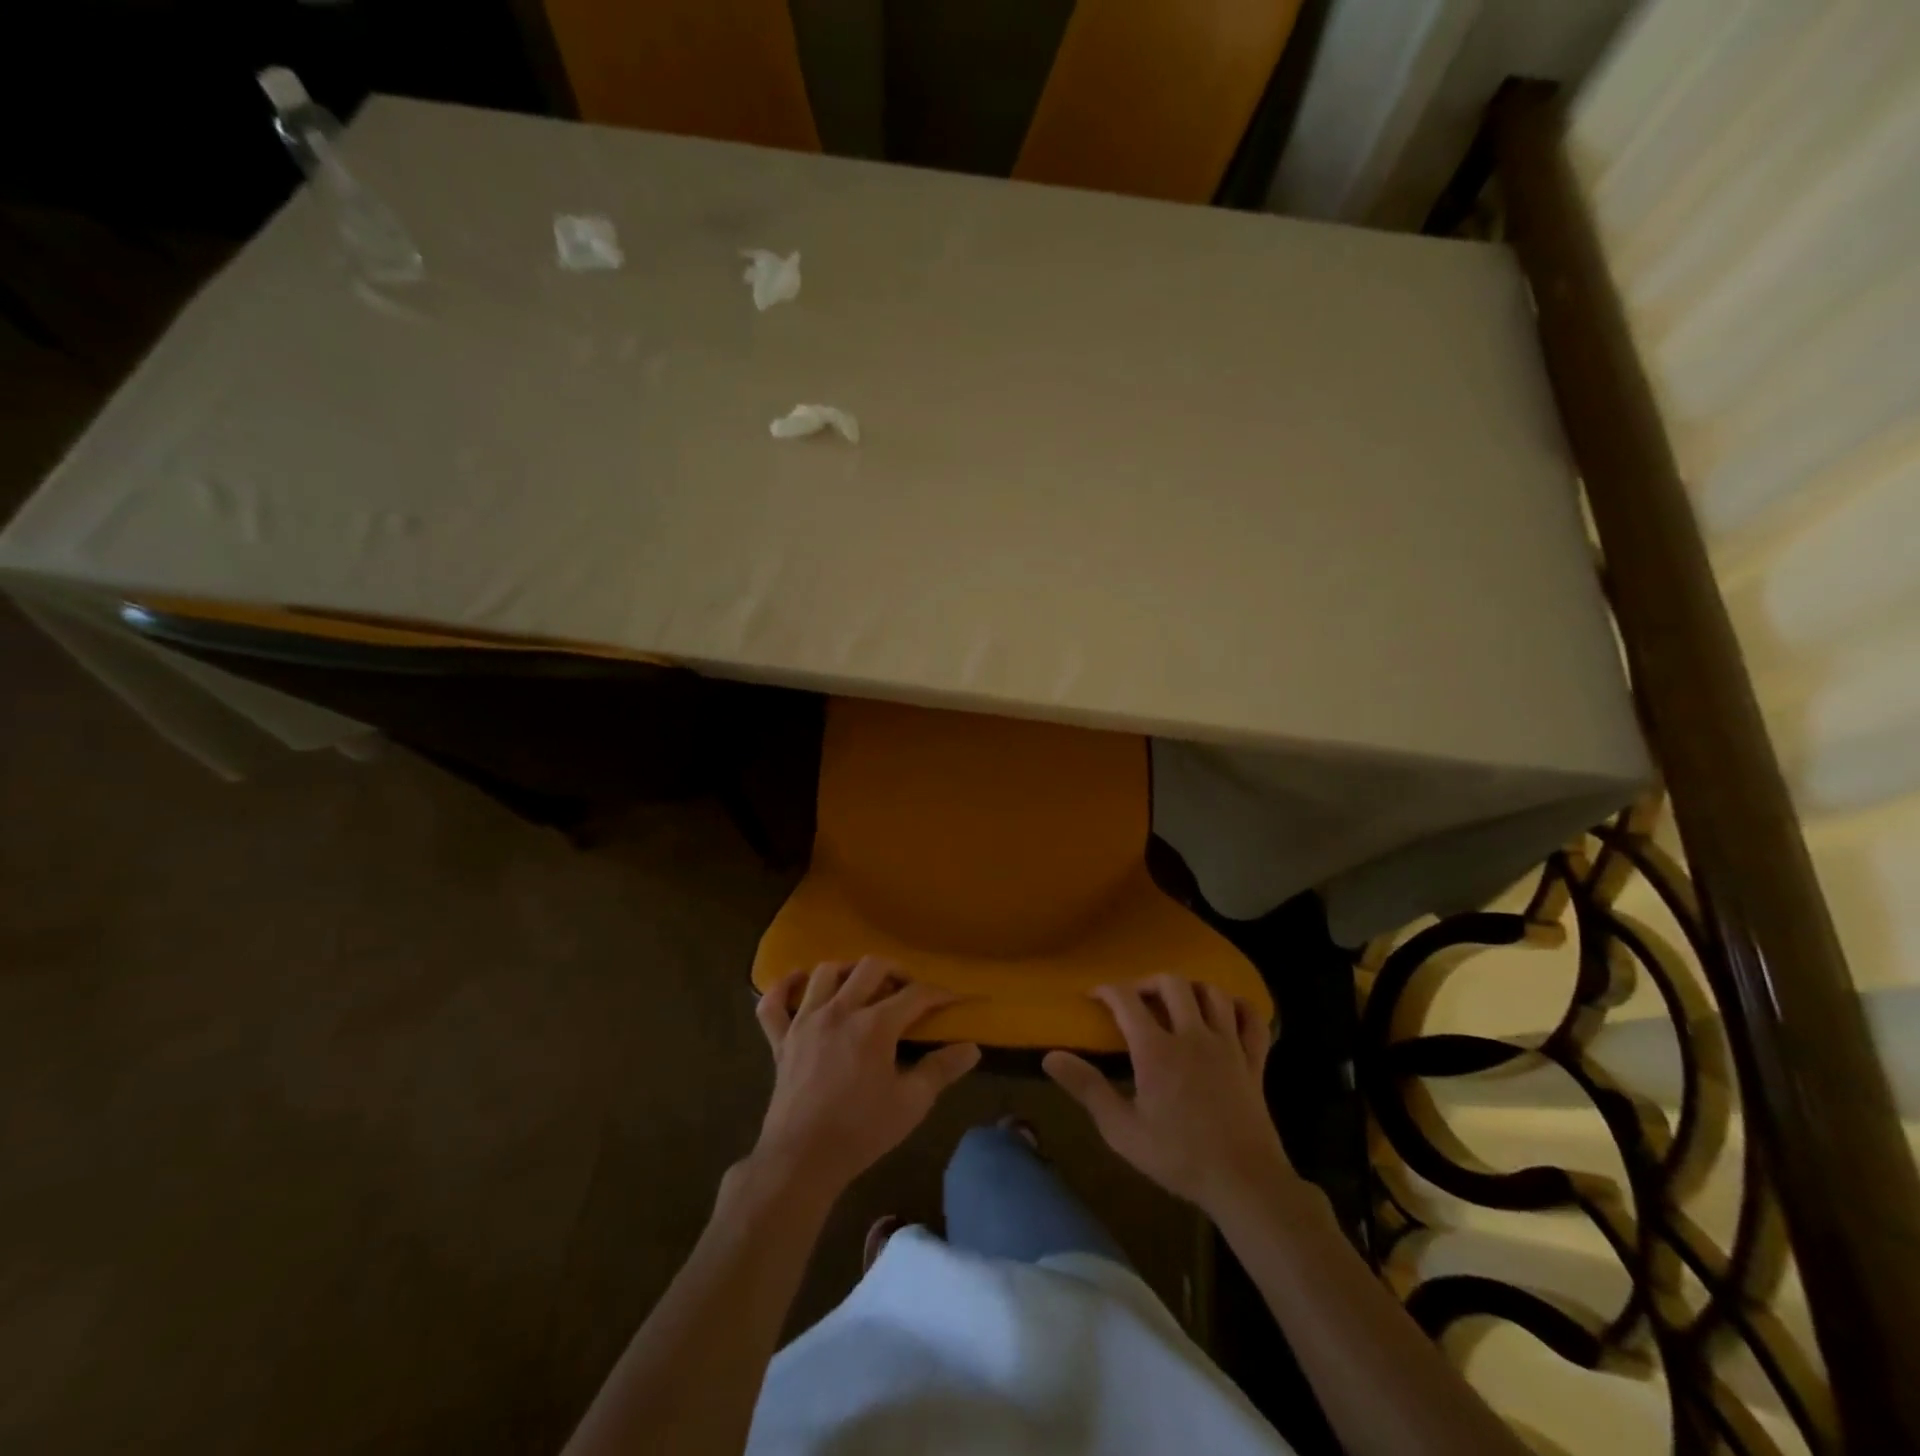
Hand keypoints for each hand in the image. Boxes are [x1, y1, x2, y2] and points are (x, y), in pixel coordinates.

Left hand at [749, 958, 980, 1202]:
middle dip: (896, 971)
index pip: (915, 995)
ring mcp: (805, 1021)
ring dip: (848, 971)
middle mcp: (839, 1011)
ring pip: (825, 973)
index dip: (939, 994)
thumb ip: (942, 1070)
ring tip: (862, 986)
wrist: (802, 1160)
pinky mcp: (781, 1039)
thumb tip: (972, 1048)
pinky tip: (799, 982)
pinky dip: (785, 986)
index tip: (954, 1000)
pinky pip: (774, 1002)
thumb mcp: (911, 1103)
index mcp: (874, 1025)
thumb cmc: (861, 1131)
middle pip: (870, 967)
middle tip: (908, 990)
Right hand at [1043, 975, 1294, 1221]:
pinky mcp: (1254, 1061)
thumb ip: (1087, 1088)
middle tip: (1136, 1000)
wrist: (1244, 1183)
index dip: (1106, 990)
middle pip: (1172, 983)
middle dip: (1148, 983)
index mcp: (1156, 1049)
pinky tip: (1225, 1015)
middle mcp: (1192, 1035)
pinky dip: (1238, 1007)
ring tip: (1178, 1004)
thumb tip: (1050, 1057)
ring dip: (1192, 989)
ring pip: (1212, 992)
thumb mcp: (1122, 1130)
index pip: (1126, 999)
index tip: (1093, 996)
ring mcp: (1228, 1045)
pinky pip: (1252, 1018)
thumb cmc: (1178, 1157)